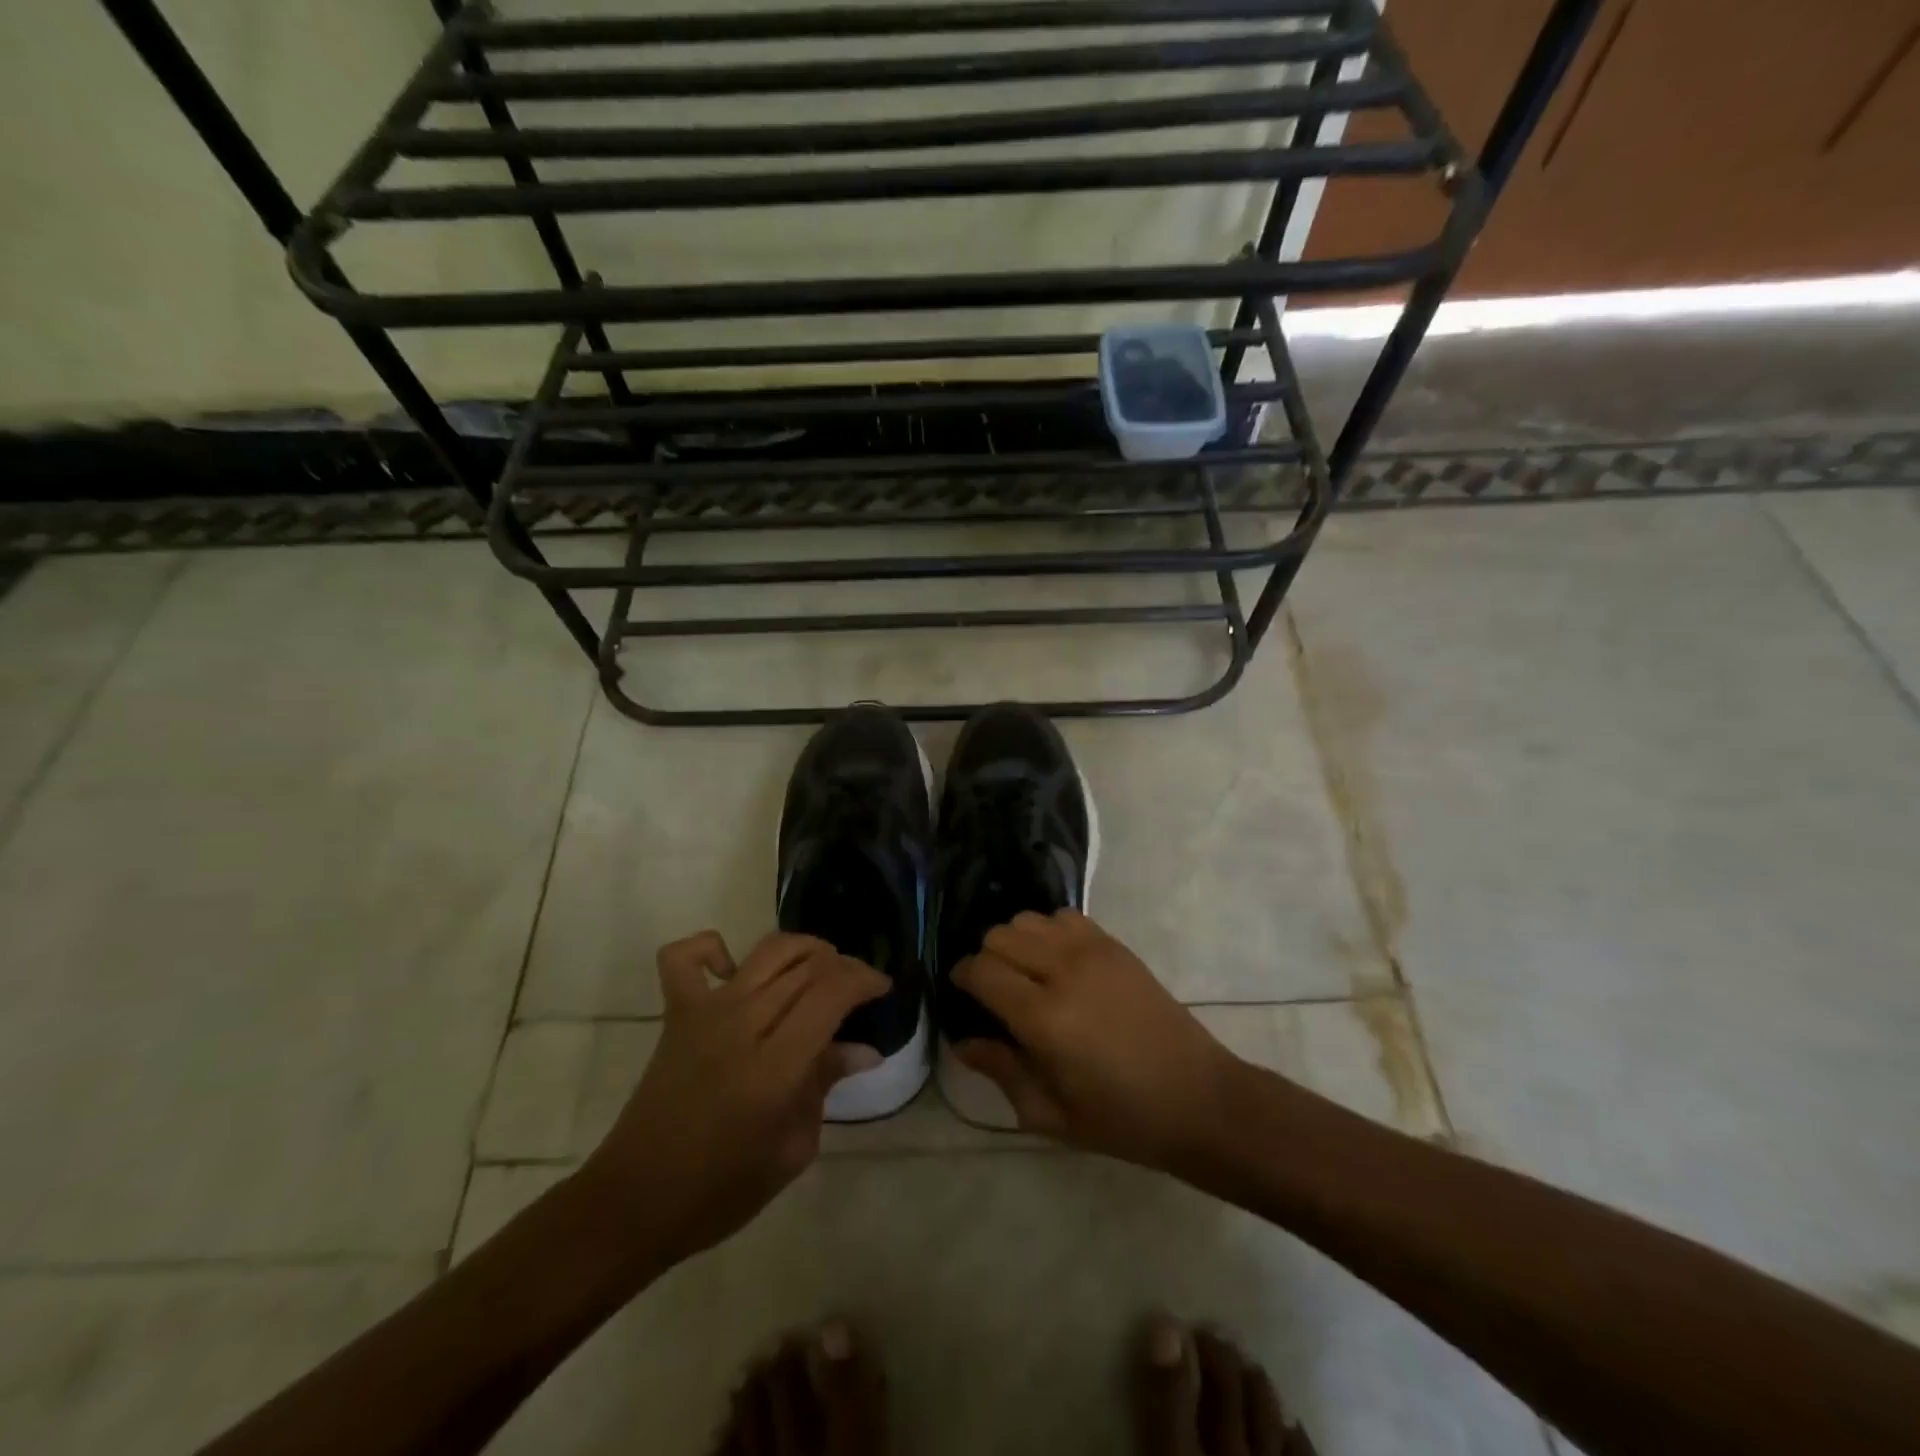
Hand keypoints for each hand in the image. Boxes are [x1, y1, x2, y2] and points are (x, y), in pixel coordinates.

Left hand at [581, 930, 887, 1264]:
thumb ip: (825, 1085)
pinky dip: (713, 948)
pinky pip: (685, 957)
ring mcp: (705, 1013)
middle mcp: (742, 1025)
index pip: (831, 993)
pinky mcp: (676, 1014)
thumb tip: (864, 1049)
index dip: (864, 980)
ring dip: (803, 948)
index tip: (882, 988)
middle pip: (806, 967)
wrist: (636, 1202)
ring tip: (820, 967)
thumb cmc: (721, 1190)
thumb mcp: (792, 1150)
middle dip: (843, 965)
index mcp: (775, 1067)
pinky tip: (734, 968)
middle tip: (858, 986)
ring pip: (766, 951)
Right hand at [953, 910, 1242, 1170]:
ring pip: (1029, 919)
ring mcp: (1092, 951)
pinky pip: (1065, 917)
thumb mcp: (1051, 1115)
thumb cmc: (1121, 1118)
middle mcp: (1063, 971)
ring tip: (1026, 974)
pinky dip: (1049, 931)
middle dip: (986, 959)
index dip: (962, 977)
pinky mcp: (1115, 945)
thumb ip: (1001, 1071)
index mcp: (1043, 1017)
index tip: (963, 994)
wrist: (1198, 1098)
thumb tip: (963, 1041)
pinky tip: (1058, 962)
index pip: (981, 970)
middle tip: (995, 992)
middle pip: (999, 935)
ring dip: (1016, 942)